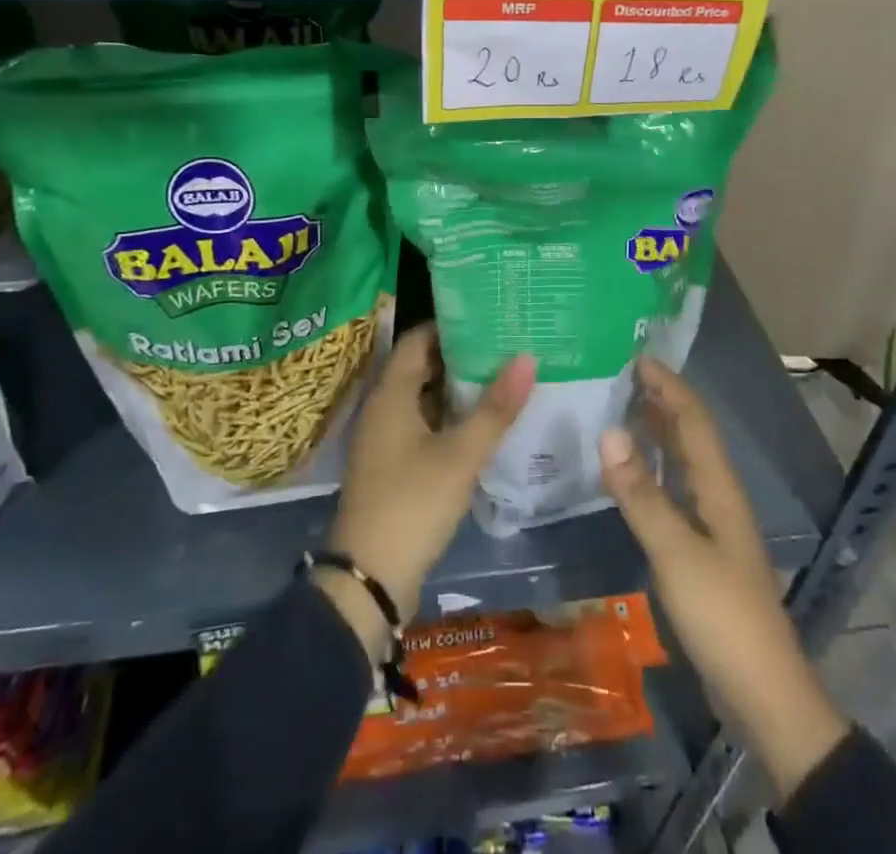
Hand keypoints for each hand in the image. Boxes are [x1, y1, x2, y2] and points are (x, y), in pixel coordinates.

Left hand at [320, 323, 534, 658]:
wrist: (369, 577)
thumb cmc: (412, 503)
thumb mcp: (460, 455)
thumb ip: (495, 408)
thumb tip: (527, 356)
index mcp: (390, 393)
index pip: (419, 338)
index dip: (453, 325)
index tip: (491, 318)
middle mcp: (382, 407)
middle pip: (422, 366)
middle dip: (462, 356)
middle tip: (506, 346)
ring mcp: (385, 438)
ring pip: (424, 397)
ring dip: (458, 388)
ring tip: (503, 378)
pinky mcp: (392, 464)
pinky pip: (423, 424)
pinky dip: (449, 417)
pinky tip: (482, 423)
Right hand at [600, 357, 848, 803]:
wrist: (763, 694)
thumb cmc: (723, 615)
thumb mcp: (676, 552)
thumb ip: (641, 493)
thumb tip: (608, 430)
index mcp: (719, 487)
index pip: (693, 420)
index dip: (668, 385)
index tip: (635, 356)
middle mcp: (717, 496)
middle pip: (690, 435)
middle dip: (660, 401)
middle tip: (618, 377)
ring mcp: (711, 525)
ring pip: (682, 463)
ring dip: (655, 433)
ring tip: (618, 411)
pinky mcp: (700, 551)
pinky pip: (673, 492)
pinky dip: (651, 472)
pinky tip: (627, 477)